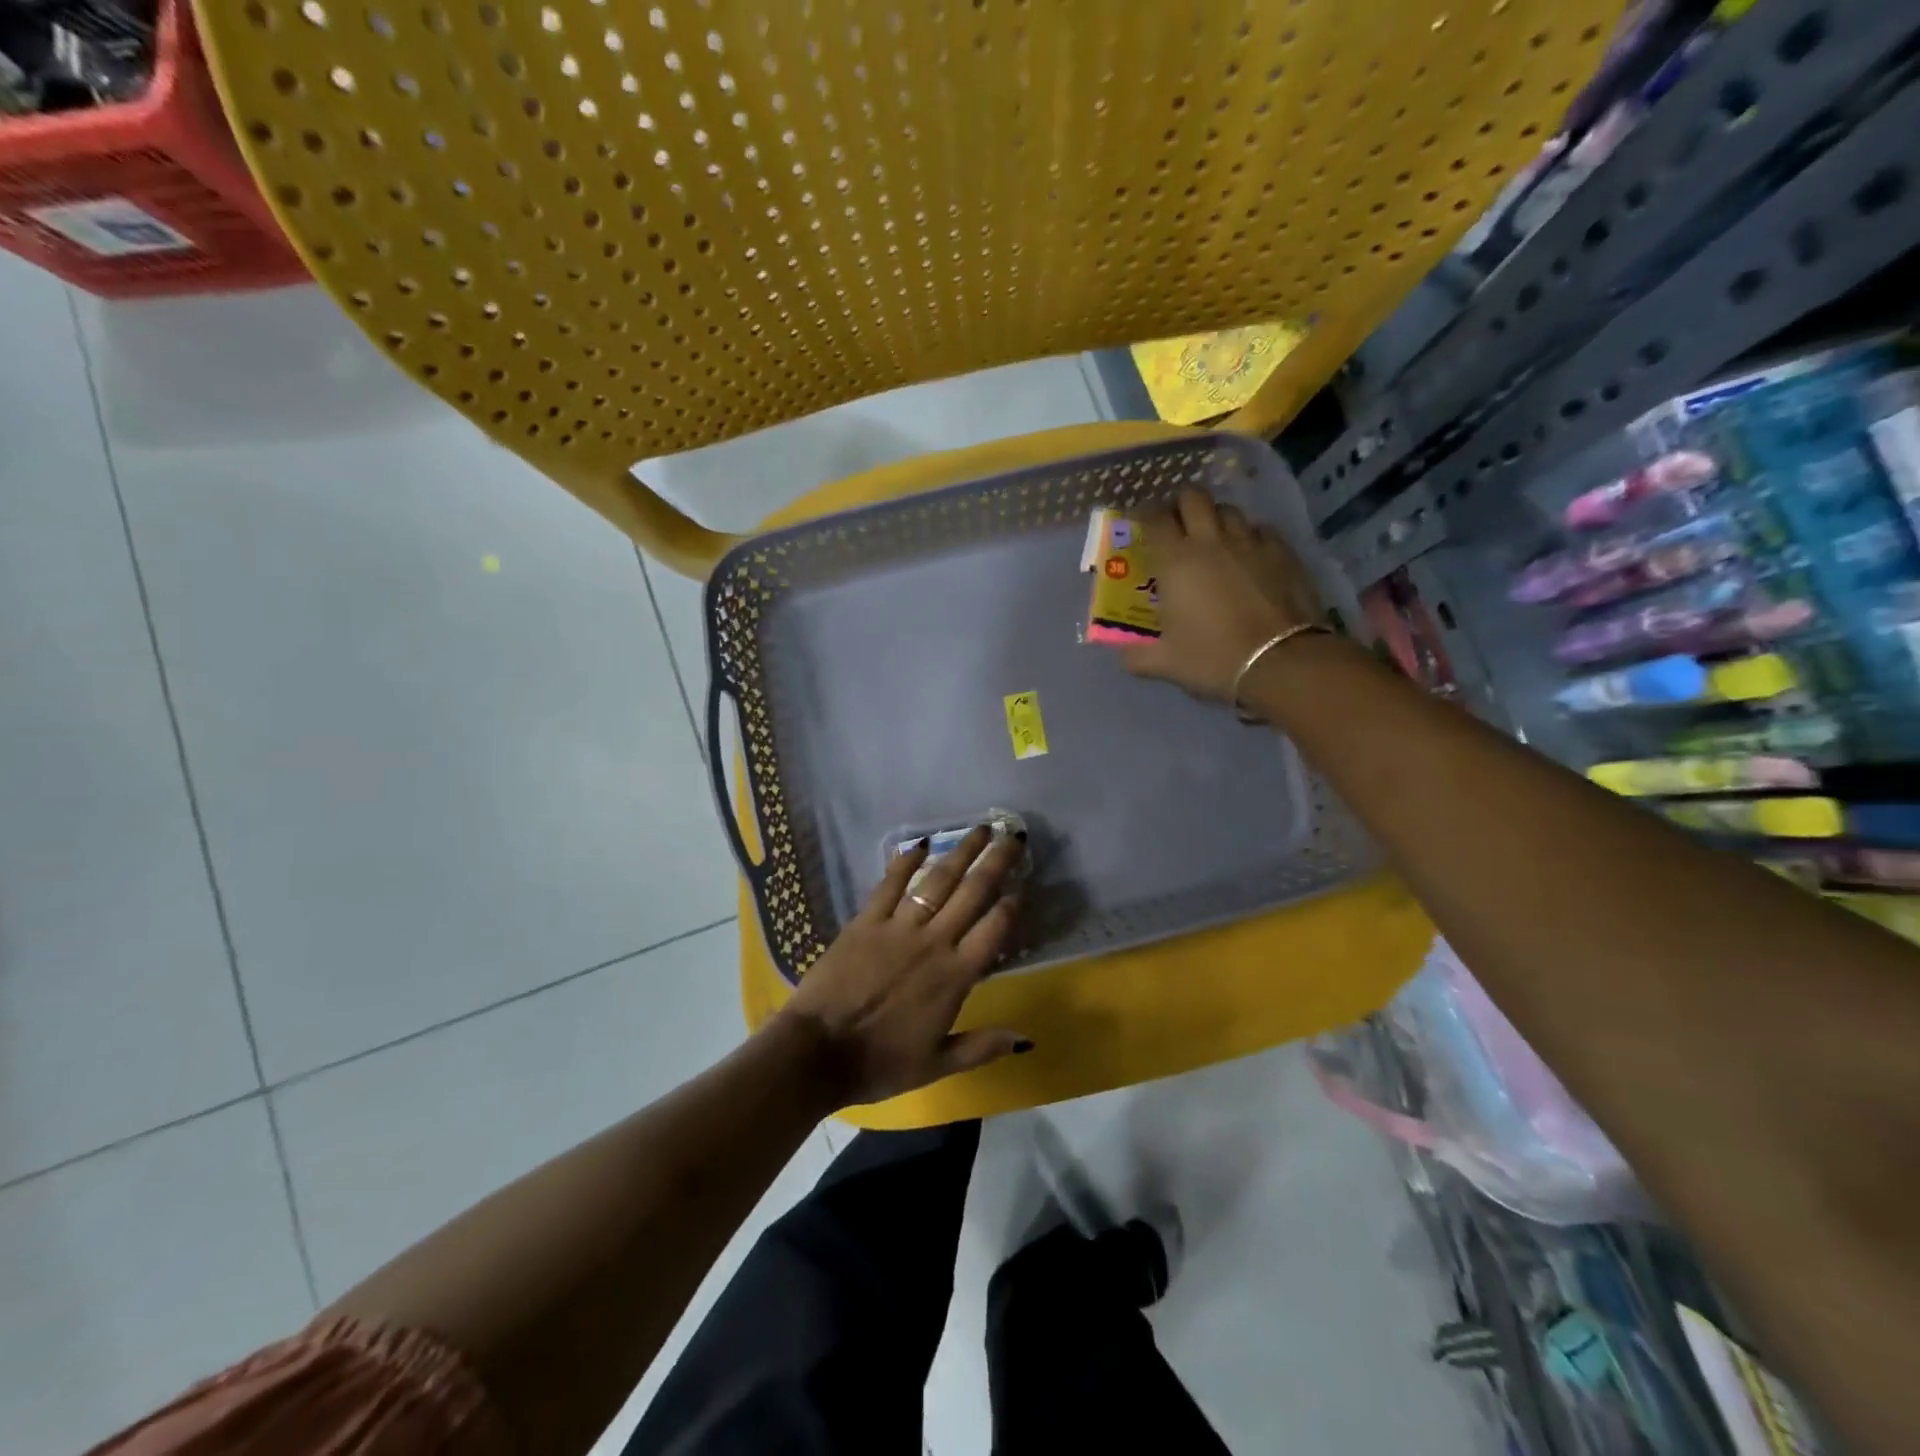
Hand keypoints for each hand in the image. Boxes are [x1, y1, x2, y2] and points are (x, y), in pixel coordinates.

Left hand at [772, 826, 1030, 1106]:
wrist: (818, 1053)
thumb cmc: (879, 1063)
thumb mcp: (936, 1065)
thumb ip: (981, 1047)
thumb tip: (1025, 1038)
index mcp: (954, 977)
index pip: (993, 930)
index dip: (1011, 905)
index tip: (1021, 887)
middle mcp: (933, 942)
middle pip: (972, 893)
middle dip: (996, 862)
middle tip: (1013, 837)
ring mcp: (898, 927)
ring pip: (937, 880)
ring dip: (961, 852)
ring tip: (980, 830)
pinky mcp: (866, 921)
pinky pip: (889, 884)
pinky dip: (905, 862)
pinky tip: (920, 844)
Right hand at [1120, 488, 1323, 702]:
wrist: (1280, 661)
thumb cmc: (1213, 658)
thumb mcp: (1164, 663)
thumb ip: (1136, 656)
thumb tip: (1123, 654)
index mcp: (1175, 561)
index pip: (1155, 519)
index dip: (1145, 516)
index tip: (1142, 526)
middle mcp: (1210, 541)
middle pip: (1193, 498)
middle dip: (1181, 505)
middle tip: (1177, 526)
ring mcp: (1249, 542)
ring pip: (1228, 510)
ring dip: (1215, 518)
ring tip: (1213, 539)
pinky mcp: (1282, 551)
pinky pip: (1260, 530)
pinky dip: (1249, 536)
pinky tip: (1248, 555)